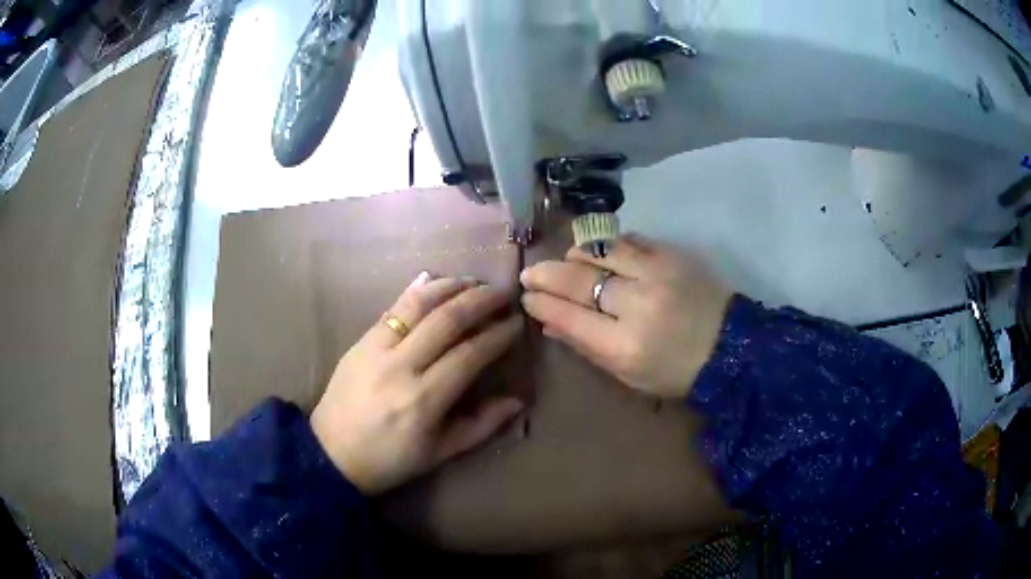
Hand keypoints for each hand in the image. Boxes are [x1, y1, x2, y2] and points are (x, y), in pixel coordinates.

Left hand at [311, 273, 523, 494]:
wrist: (331, 453)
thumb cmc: (390, 460)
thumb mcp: (439, 453)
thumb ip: (481, 426)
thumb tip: (518, 401)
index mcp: (424, 400)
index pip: (470, 354)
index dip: (497, 335)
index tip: (516, 324)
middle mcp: (401, 367)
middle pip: (447, 320)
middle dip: (480, 301)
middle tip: (503, 293)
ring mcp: (376, 349)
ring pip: (418, 305)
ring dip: (450, 288)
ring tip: (473, 282)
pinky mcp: (360, 341)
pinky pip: (393, 309)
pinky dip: (417, 291)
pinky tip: (435, 281)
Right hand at [520, 234, 731, 398]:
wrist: (731, 345)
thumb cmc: (676, 371)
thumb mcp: (629, 374)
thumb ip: (587, 347)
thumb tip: (549, 322)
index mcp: (625, 345)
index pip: (569, 316)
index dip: (542, 304)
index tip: (527, 297)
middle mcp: (638, 304)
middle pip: (578, 279)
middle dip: (546, 274)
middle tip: (530, 273)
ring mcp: (656, 273)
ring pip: (600, 250)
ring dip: (575, 254)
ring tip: (566, 260)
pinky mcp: (672, 254)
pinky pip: (628, 239)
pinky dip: (607, 245)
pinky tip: (600, 252)